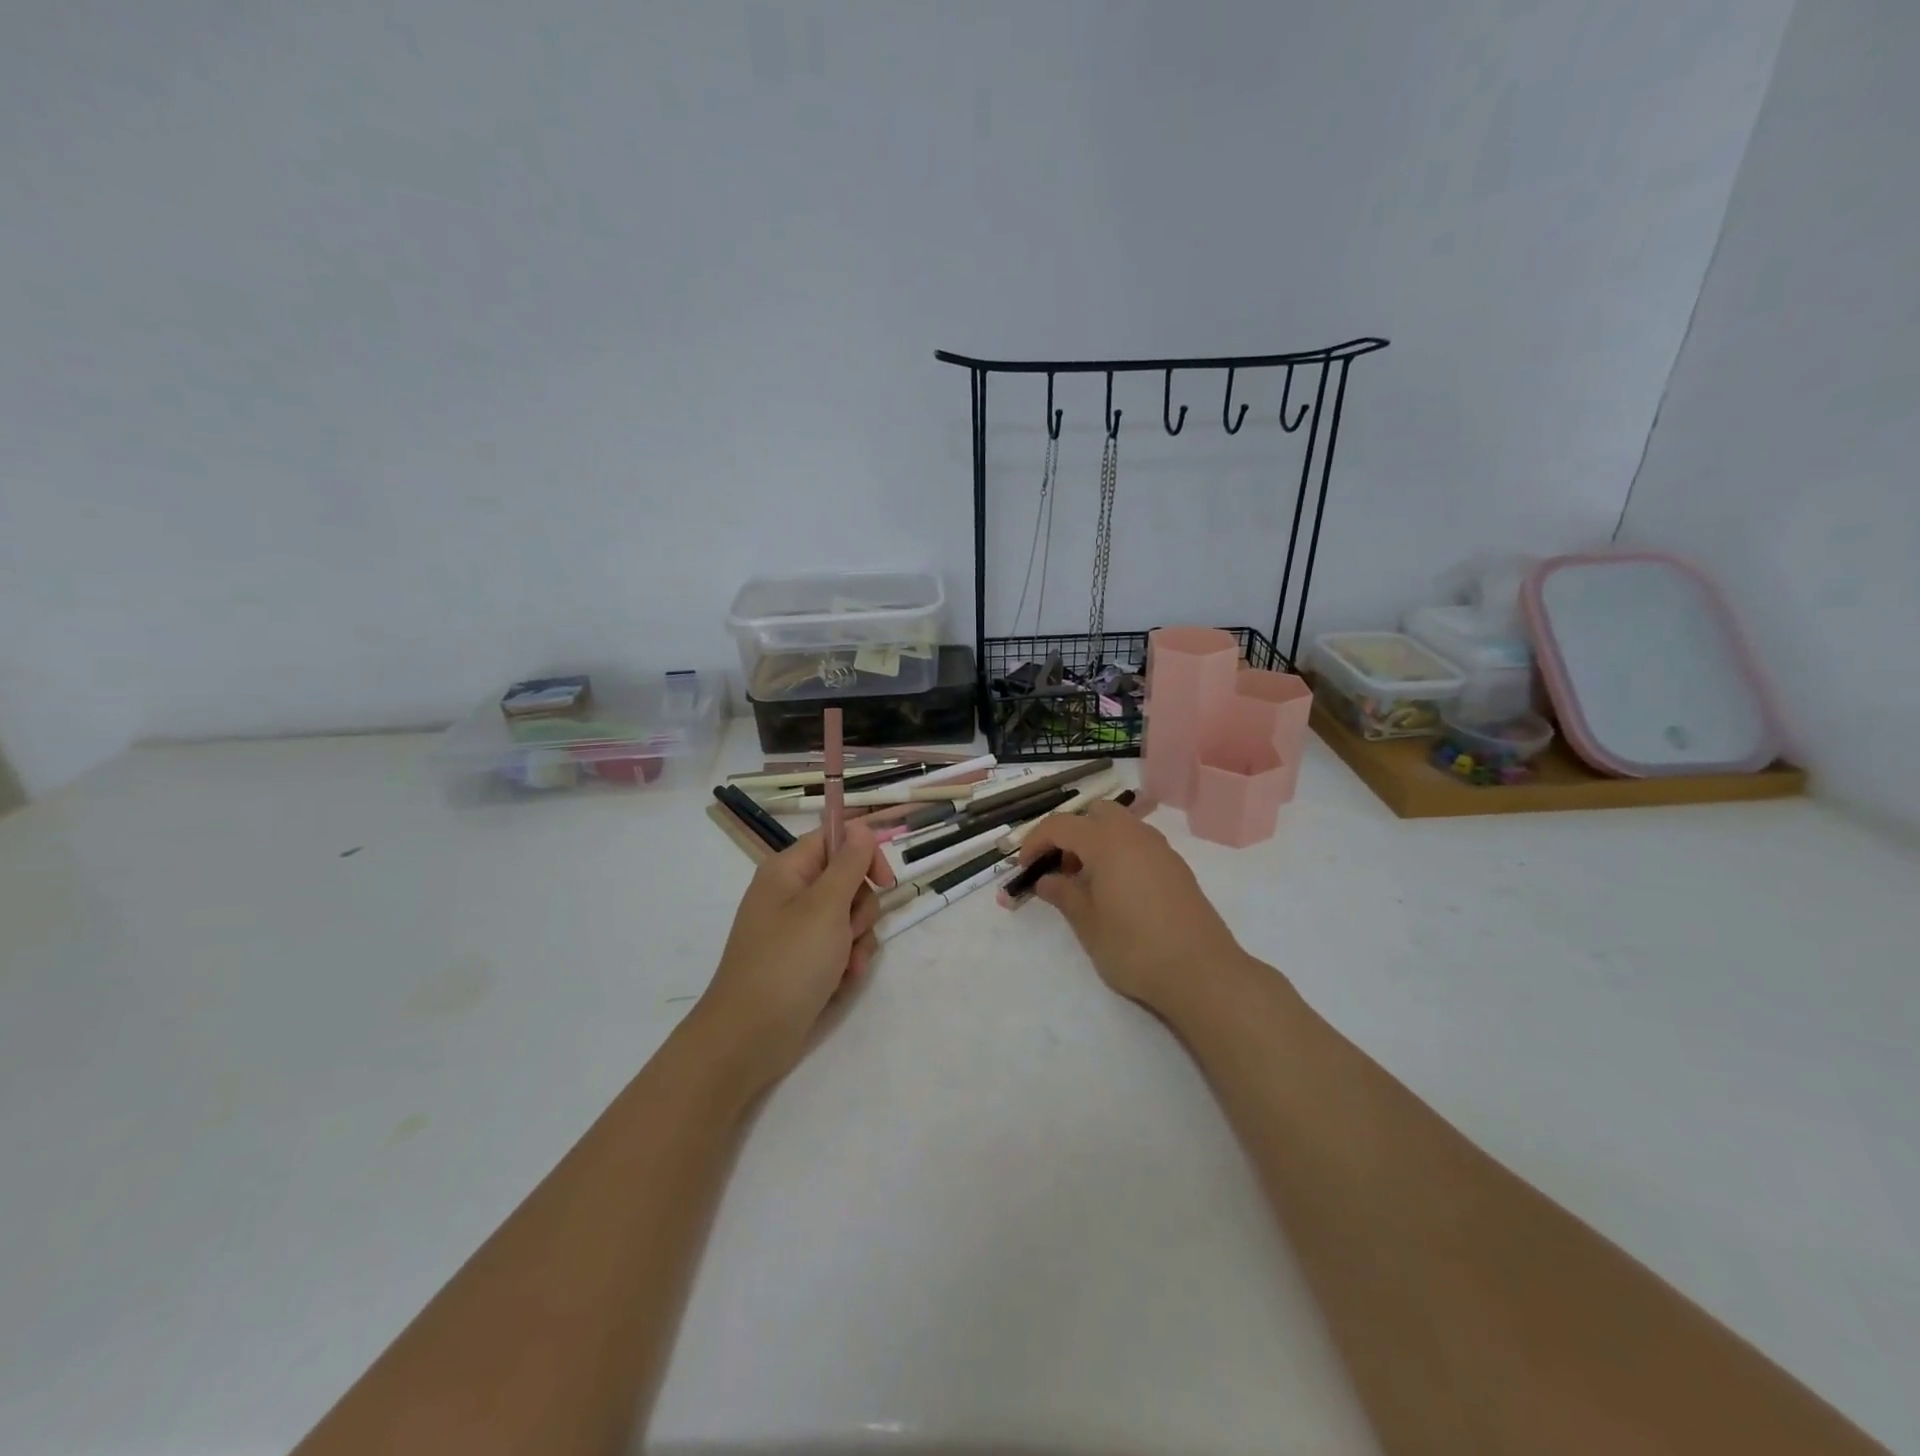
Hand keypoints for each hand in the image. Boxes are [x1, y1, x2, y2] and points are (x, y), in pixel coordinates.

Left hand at [691, 824, 883, 1097]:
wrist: (749, 1038)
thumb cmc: (788, 963)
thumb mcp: (826, 906)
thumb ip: (849, 863)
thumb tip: (860, 827)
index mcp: (788, 871)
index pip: (835, 838)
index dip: (864, 853)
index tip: (885, 880)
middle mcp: (791, 894)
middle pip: (847, 879)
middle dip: (861, 907)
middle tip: (849, 931)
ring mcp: (797, 930)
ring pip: (850, 916)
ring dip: (858, 939)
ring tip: (845, 965)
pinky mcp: (804, 960)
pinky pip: (840, 946)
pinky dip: (847, 962)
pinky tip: (842, 981)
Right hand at [1014, 801, 1249, 1015]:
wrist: (1202, 972)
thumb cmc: (1135, 947)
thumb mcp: (1087, 924)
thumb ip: (1063, 894)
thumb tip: (1047, 880)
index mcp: (1106, 842)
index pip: (1060, 825)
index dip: (1036, 841)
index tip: (1024, 867)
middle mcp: (1135, 835)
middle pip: (1094, 813)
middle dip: (1071, 833)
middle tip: (1060, 869)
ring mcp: (1161, 849)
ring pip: (1120, 826)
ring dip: (1096, 843)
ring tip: (1087, 883)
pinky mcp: (1177, 867)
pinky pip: (1139, 844)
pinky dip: (1119, 854)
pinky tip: (1117, 892)